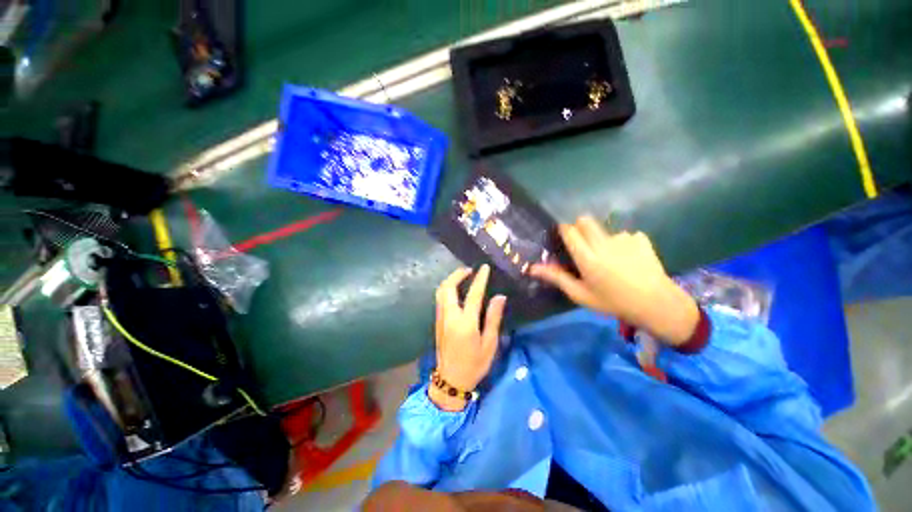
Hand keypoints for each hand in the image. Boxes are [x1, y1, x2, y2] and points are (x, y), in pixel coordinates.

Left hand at [431, 265, 506, 410]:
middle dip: (457, 274)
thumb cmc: (474, 365)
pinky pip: (440, 299)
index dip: (480, 278)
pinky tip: (456, 290)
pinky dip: (447, 288)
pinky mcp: (437, 322)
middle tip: (469, 270)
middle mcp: (450, 317)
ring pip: (441, 292)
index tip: (484, 267)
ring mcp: (441, 318)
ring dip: (450, 280)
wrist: (450, 381)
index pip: (473, 294)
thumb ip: (493, 318)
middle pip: (448, 287)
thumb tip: (500, 297)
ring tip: (463, 276)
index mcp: (465, 323)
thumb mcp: (489, 344)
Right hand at [530, 215, 698, 345]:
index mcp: (587, 258)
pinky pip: (624, 235)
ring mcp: (624, 239)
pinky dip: (622, 243)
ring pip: (604, 229)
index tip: (564, 237)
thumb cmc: (612, 302)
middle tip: (583, 246)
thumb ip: (556, 277)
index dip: (564, 230)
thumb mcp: (580, 294)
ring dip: (602, 238)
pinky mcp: (640, 239)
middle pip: (585, 221)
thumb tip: (532, 268)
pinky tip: (629, 258)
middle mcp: (604, 244)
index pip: (569, 230)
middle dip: (580, 228)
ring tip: (610, 258)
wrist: (656, 305)